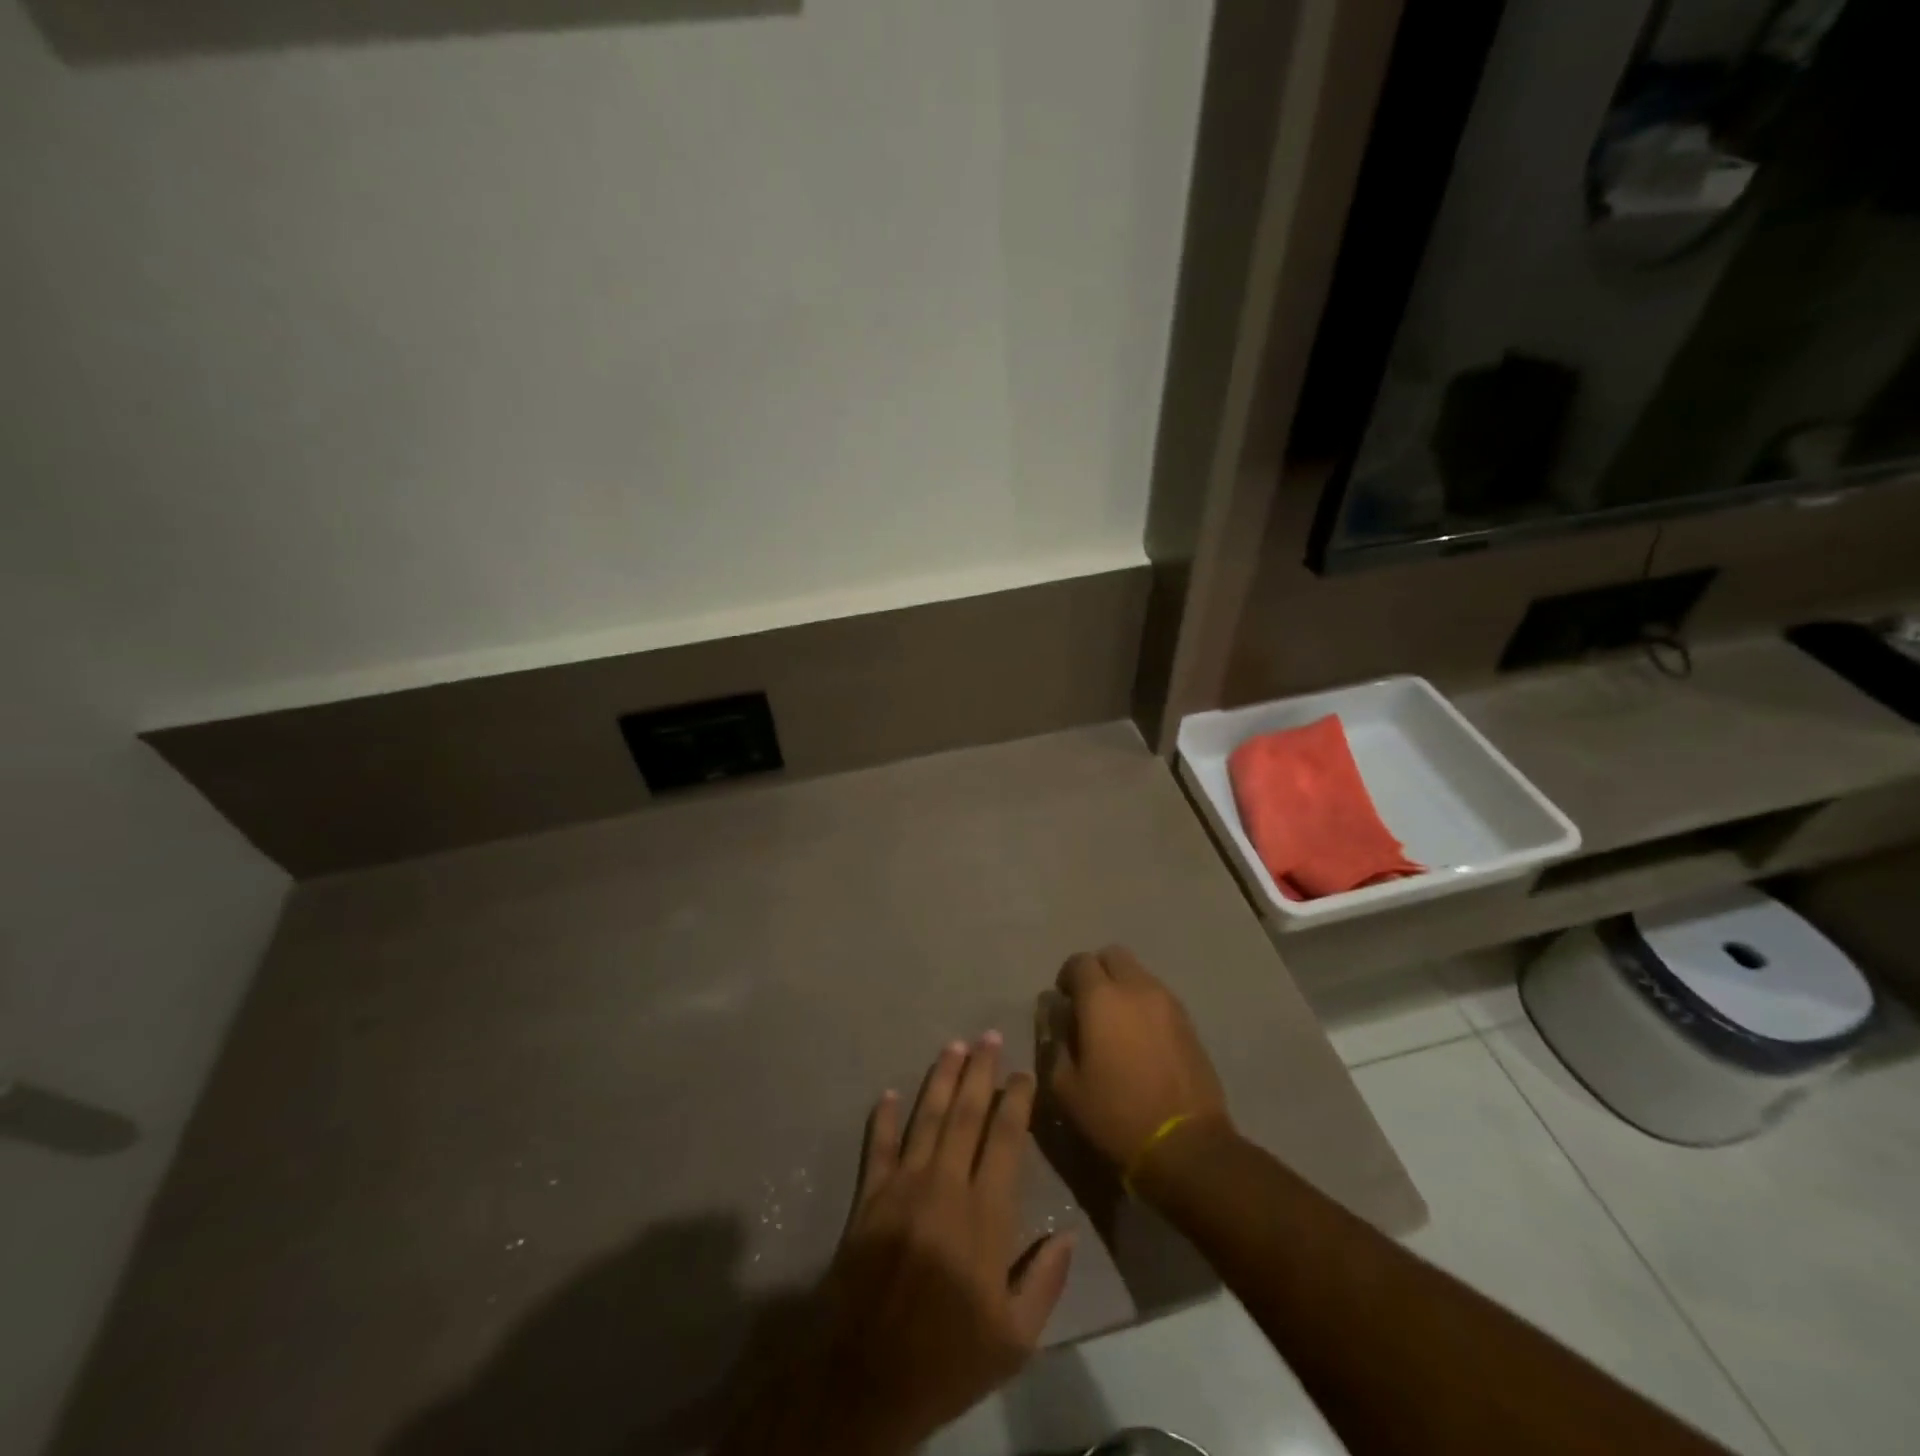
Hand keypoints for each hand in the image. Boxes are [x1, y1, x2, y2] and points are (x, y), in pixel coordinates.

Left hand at [722, 1035, 1073, 1455]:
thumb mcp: (1014, 1340)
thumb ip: (1044, 1282)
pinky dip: (883, 1117)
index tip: (1022, 1073)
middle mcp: (945, 1185)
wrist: (865, 1377)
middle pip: (966, 1114)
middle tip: (987, 1036)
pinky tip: (888, 1093)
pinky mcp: (868, 1197)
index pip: (1005, 1139)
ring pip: (927, 1118)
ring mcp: (903, 1186)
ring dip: (940, 1079)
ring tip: (952, 1046)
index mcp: (985, 1214)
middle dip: (979, 1071)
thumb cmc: (947, 1359)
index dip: (1015, 1101)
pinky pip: (878, 1146)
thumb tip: (1066, 1235)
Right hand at [1042, 947, 1231, 1173]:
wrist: (1186, 1144)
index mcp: (1101, 998)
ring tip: (1117, 1025)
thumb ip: (1055, 1043)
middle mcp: (1137, 988)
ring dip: (1123, 987)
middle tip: (1089, 1005)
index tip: (1064, 1003)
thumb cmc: (1116, 1115)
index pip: (1079, 962)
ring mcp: (1168, 1002)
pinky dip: (1144, 1005)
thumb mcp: (1066, 1087)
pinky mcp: (1189, 1022)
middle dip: (1097, 972)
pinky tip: (1140, 1039)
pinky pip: (1159, 996)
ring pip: (1139, 974)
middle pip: (1113, 955)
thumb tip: (1057, 1018)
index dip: (1067, 977)